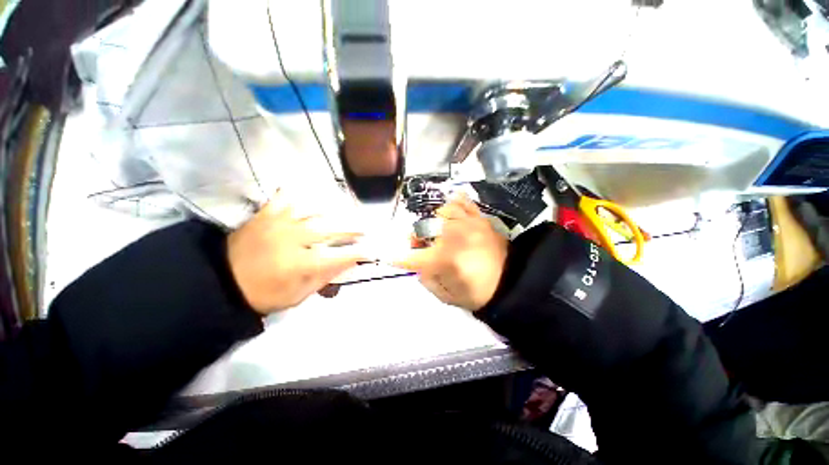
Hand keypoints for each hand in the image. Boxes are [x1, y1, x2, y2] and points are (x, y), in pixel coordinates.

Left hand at [227, 192, 363, 313]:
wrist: (220, 282)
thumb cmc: (263, 293)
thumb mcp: (296, 295)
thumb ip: (323, 279)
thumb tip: (347, 265)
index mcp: (299, 264)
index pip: (337, 257)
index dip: (357, 253)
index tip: (371, 251)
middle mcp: (292, 240)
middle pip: (330, 230)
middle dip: (352, 230)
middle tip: (365, 228)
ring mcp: (278, 224)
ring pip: (313, 212)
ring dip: (333, 212)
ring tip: (346, 211)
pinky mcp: (265, 215)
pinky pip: (285, 198)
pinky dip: (299, 195)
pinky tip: (309, 194)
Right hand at [395, 196, 508, 311]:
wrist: (512, 283)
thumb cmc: (478, 292)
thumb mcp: (447, 296)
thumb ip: (426, 279)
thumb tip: (418, 265)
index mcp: (444, 258)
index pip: (412, 256)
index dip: (398, 258)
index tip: (390, 258)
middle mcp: (453, 236)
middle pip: (424, 227)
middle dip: (416, 237)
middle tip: (420, 245)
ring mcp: (468, 224)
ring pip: (442, 211)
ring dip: (434, 221)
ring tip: (438, 230)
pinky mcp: (480, 219)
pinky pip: (464, 202)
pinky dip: (455, 202)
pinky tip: (451, 210)